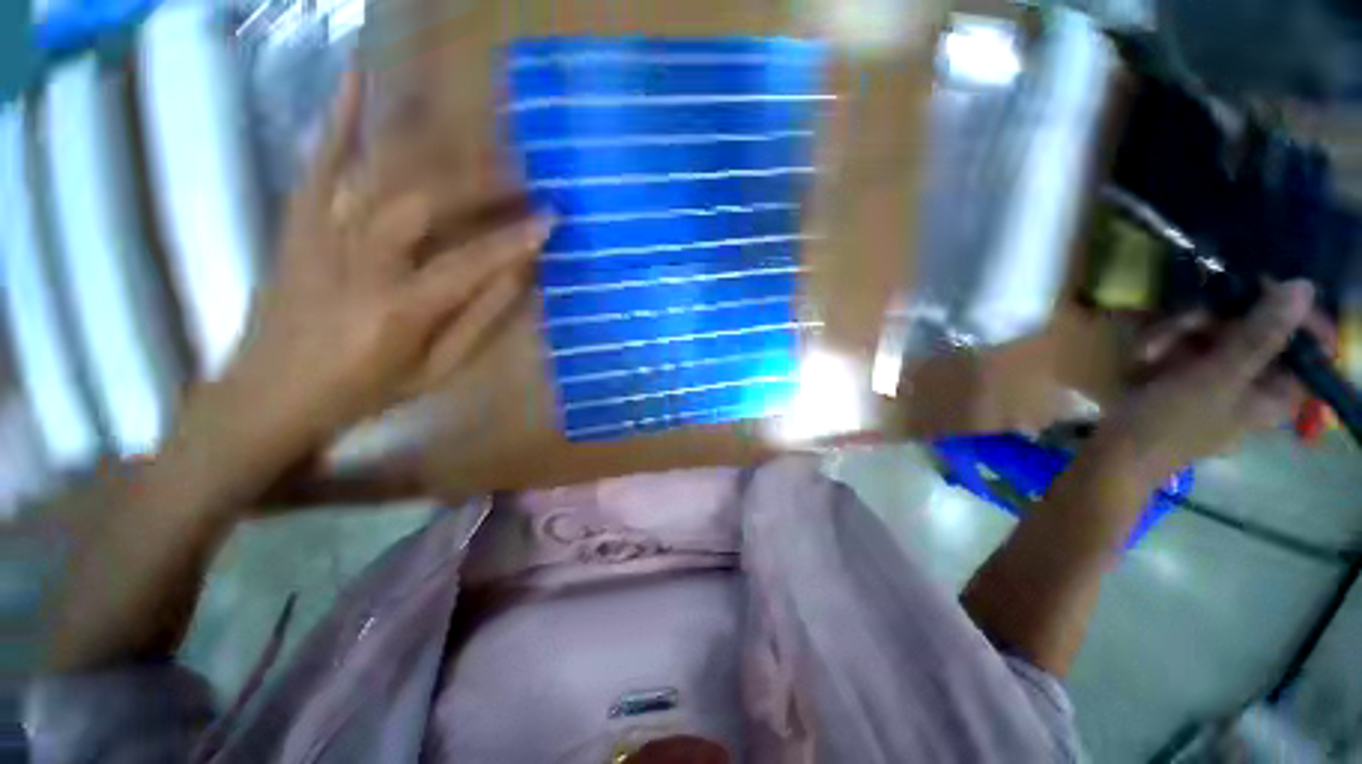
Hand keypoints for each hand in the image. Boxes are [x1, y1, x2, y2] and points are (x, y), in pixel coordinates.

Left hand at [179, 72, 548, 495]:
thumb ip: (479, 321)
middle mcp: (356, 264)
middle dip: (479, 185)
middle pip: (424, 205)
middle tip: (521, 177)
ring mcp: (319, 237)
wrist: (269, 394)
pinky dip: (337, 121)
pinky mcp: (296, 224)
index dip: (513, 239)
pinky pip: (317, 165)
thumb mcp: (435, 372)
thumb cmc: (363, 391)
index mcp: (397, 312)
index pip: (469, 263)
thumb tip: (518, 276)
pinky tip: (356, 79)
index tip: (550, 218)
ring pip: (379, 176)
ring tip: (474, 136)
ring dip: (432, 150)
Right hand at [1087, 279, 1319, 486]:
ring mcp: (1216, 372)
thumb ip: (1261, 334)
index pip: (1305, 339)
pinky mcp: (1184, 370)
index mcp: (1278, 388)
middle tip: (1182, 323)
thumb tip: (1303, 287)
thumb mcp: (1218, 378)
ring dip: (1176, 331)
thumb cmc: (1172, 422)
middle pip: (1251, 325)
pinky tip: (1143, 356)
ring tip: (1149, 350)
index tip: (1256, 291)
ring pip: (1212, 328)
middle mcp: (1253, 377)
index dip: (1285, 311)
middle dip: (1212, 321)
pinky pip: (1183, 340)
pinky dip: (1161, 342)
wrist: (1115, 450)